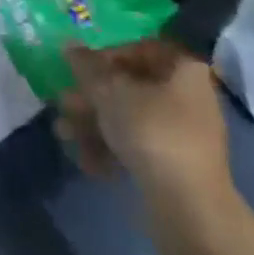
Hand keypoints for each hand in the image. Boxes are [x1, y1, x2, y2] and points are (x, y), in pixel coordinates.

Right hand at [55, 40, 231, 203]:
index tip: (81, 68)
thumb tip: (69, 45)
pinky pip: (137, 147)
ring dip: (93, 124)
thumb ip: (86, 66)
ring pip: (129, 118)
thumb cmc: (151, 132)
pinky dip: (110, 150)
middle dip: (92, 96)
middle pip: (130, 86)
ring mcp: (183, 135)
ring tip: (65, 134)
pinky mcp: (175, 166)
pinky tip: (88, 161)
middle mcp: (188, 98)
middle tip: (64, 103)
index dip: (107, 54)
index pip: (141, 49)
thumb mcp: (110, 91)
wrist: (189, 208)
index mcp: (183, 70)